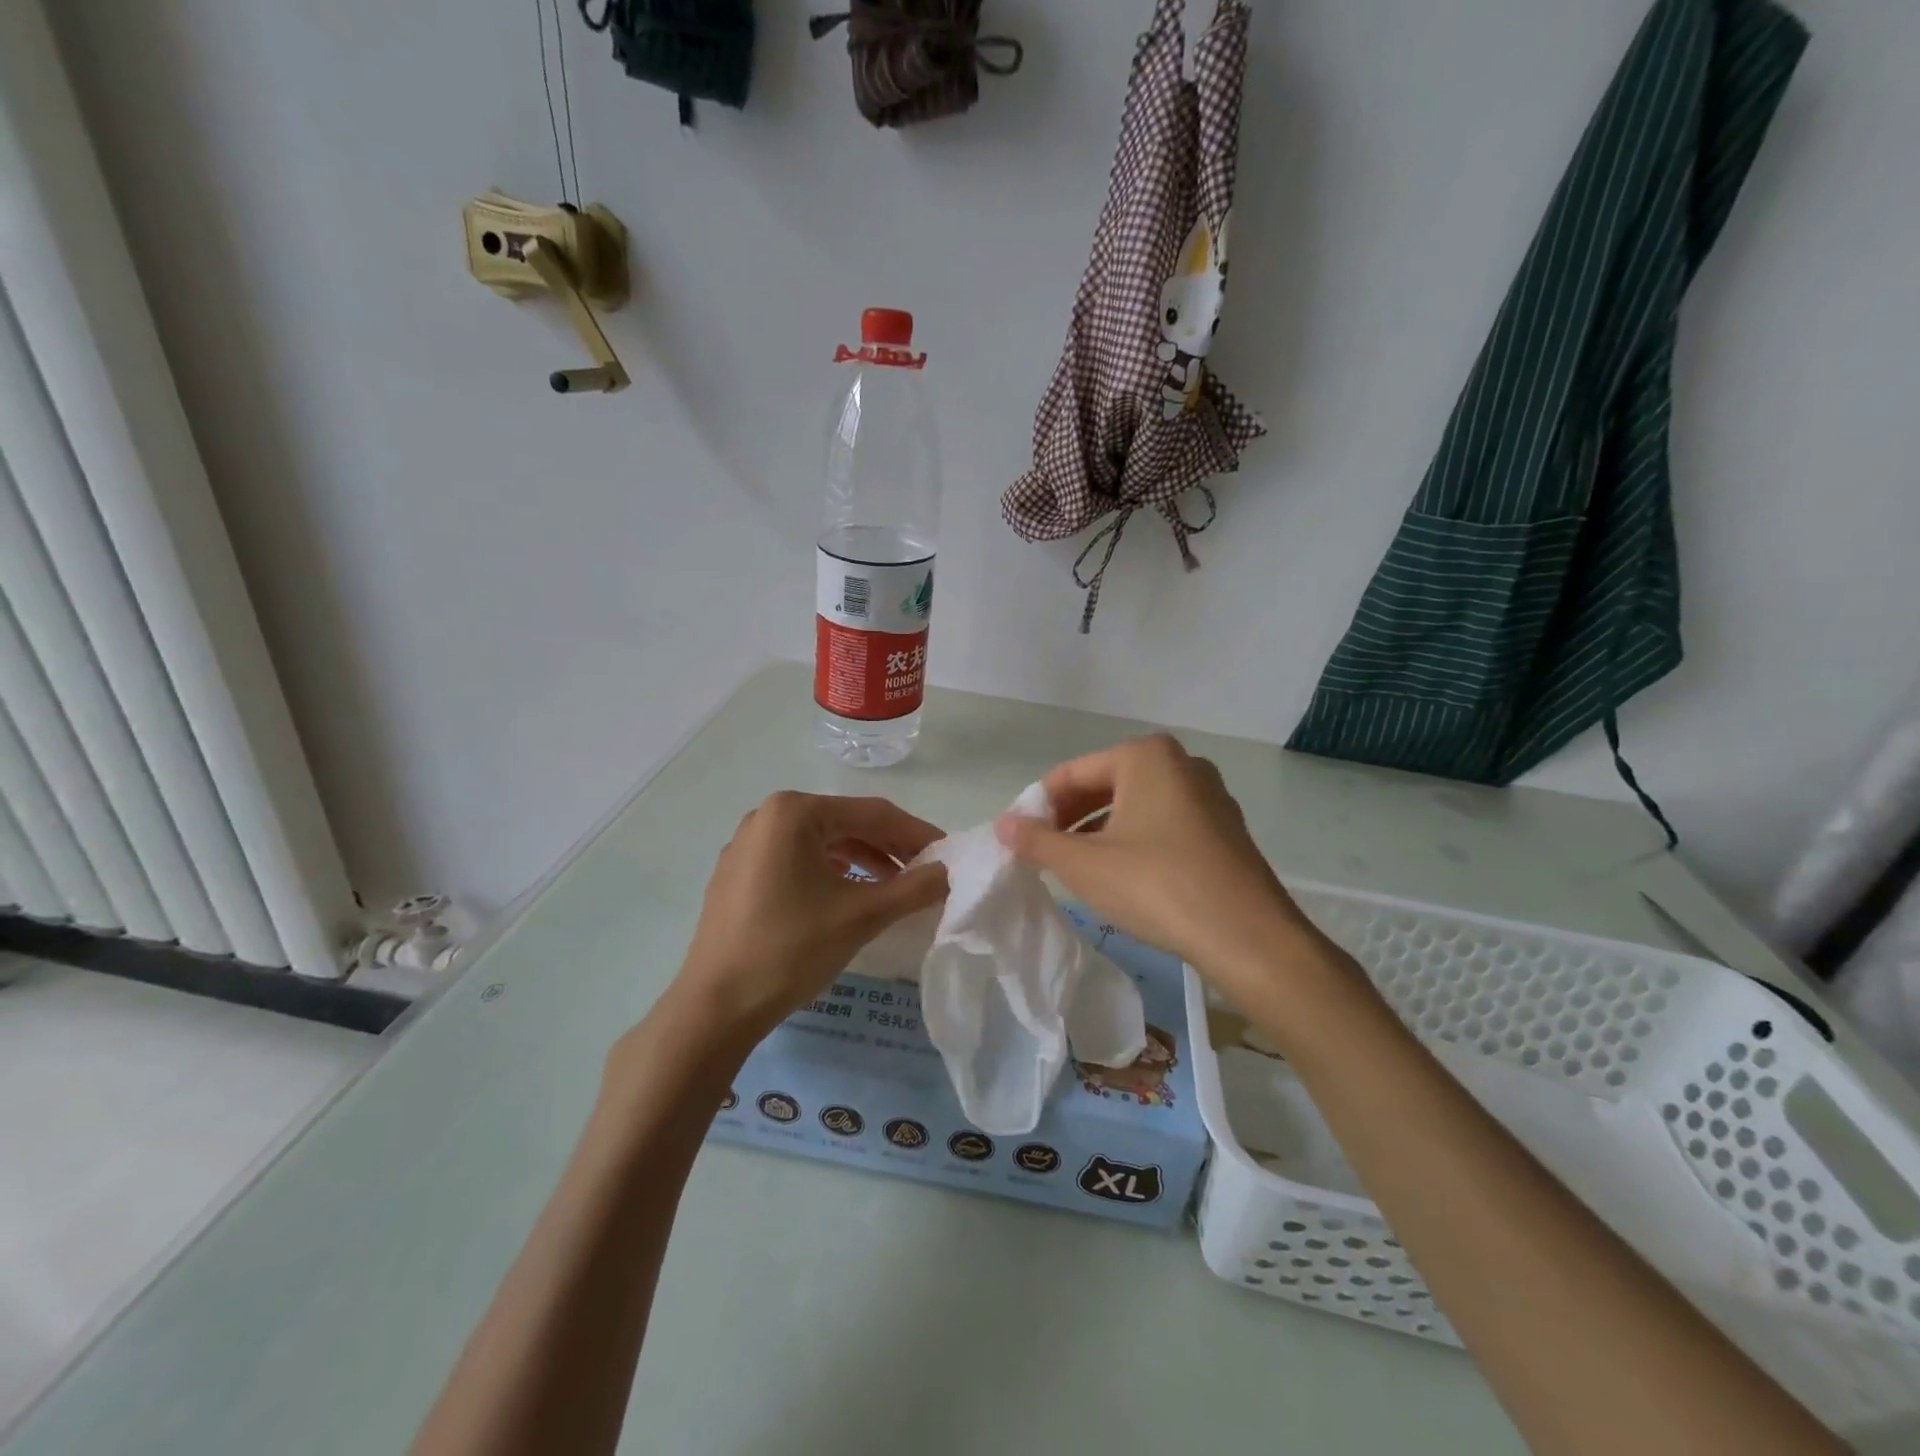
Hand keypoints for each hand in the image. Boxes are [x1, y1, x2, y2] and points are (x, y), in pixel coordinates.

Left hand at [677, 792, 947, 1039]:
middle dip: (890, 848)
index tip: (949, 855)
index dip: (916, 833)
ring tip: (895, 888)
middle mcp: (767, 816)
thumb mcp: (861, 915)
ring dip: (863, 861)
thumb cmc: (790, 949)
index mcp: (794, 812)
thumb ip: (913, 888)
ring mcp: (748, 846)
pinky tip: (851, 895)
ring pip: (822, 844)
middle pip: (846, 824)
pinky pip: (797, 861)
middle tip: (927, 873)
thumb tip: (950, 872)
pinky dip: (832, 874)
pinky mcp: (738, 875)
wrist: (715, 1007)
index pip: (872, 813)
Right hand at [995, 735, 1313, 1003]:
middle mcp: (1181, 763)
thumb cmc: (1156, 886)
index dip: (1039, 804)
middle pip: (1105, 784)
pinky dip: (1134, 841)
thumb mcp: (1084, 865)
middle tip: (1043, 853)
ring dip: (1100, 831)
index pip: (1072, 772)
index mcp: (1145, 756)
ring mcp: (1209, 795)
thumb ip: (1037, 841)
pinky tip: (1122, 875)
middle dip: (1070, 818)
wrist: (1248, 936)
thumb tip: (1003, 824)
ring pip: (1135, 806)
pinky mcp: (1224, 828)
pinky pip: (1164, 823)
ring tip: (1076, 867)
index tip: (1019, 837)